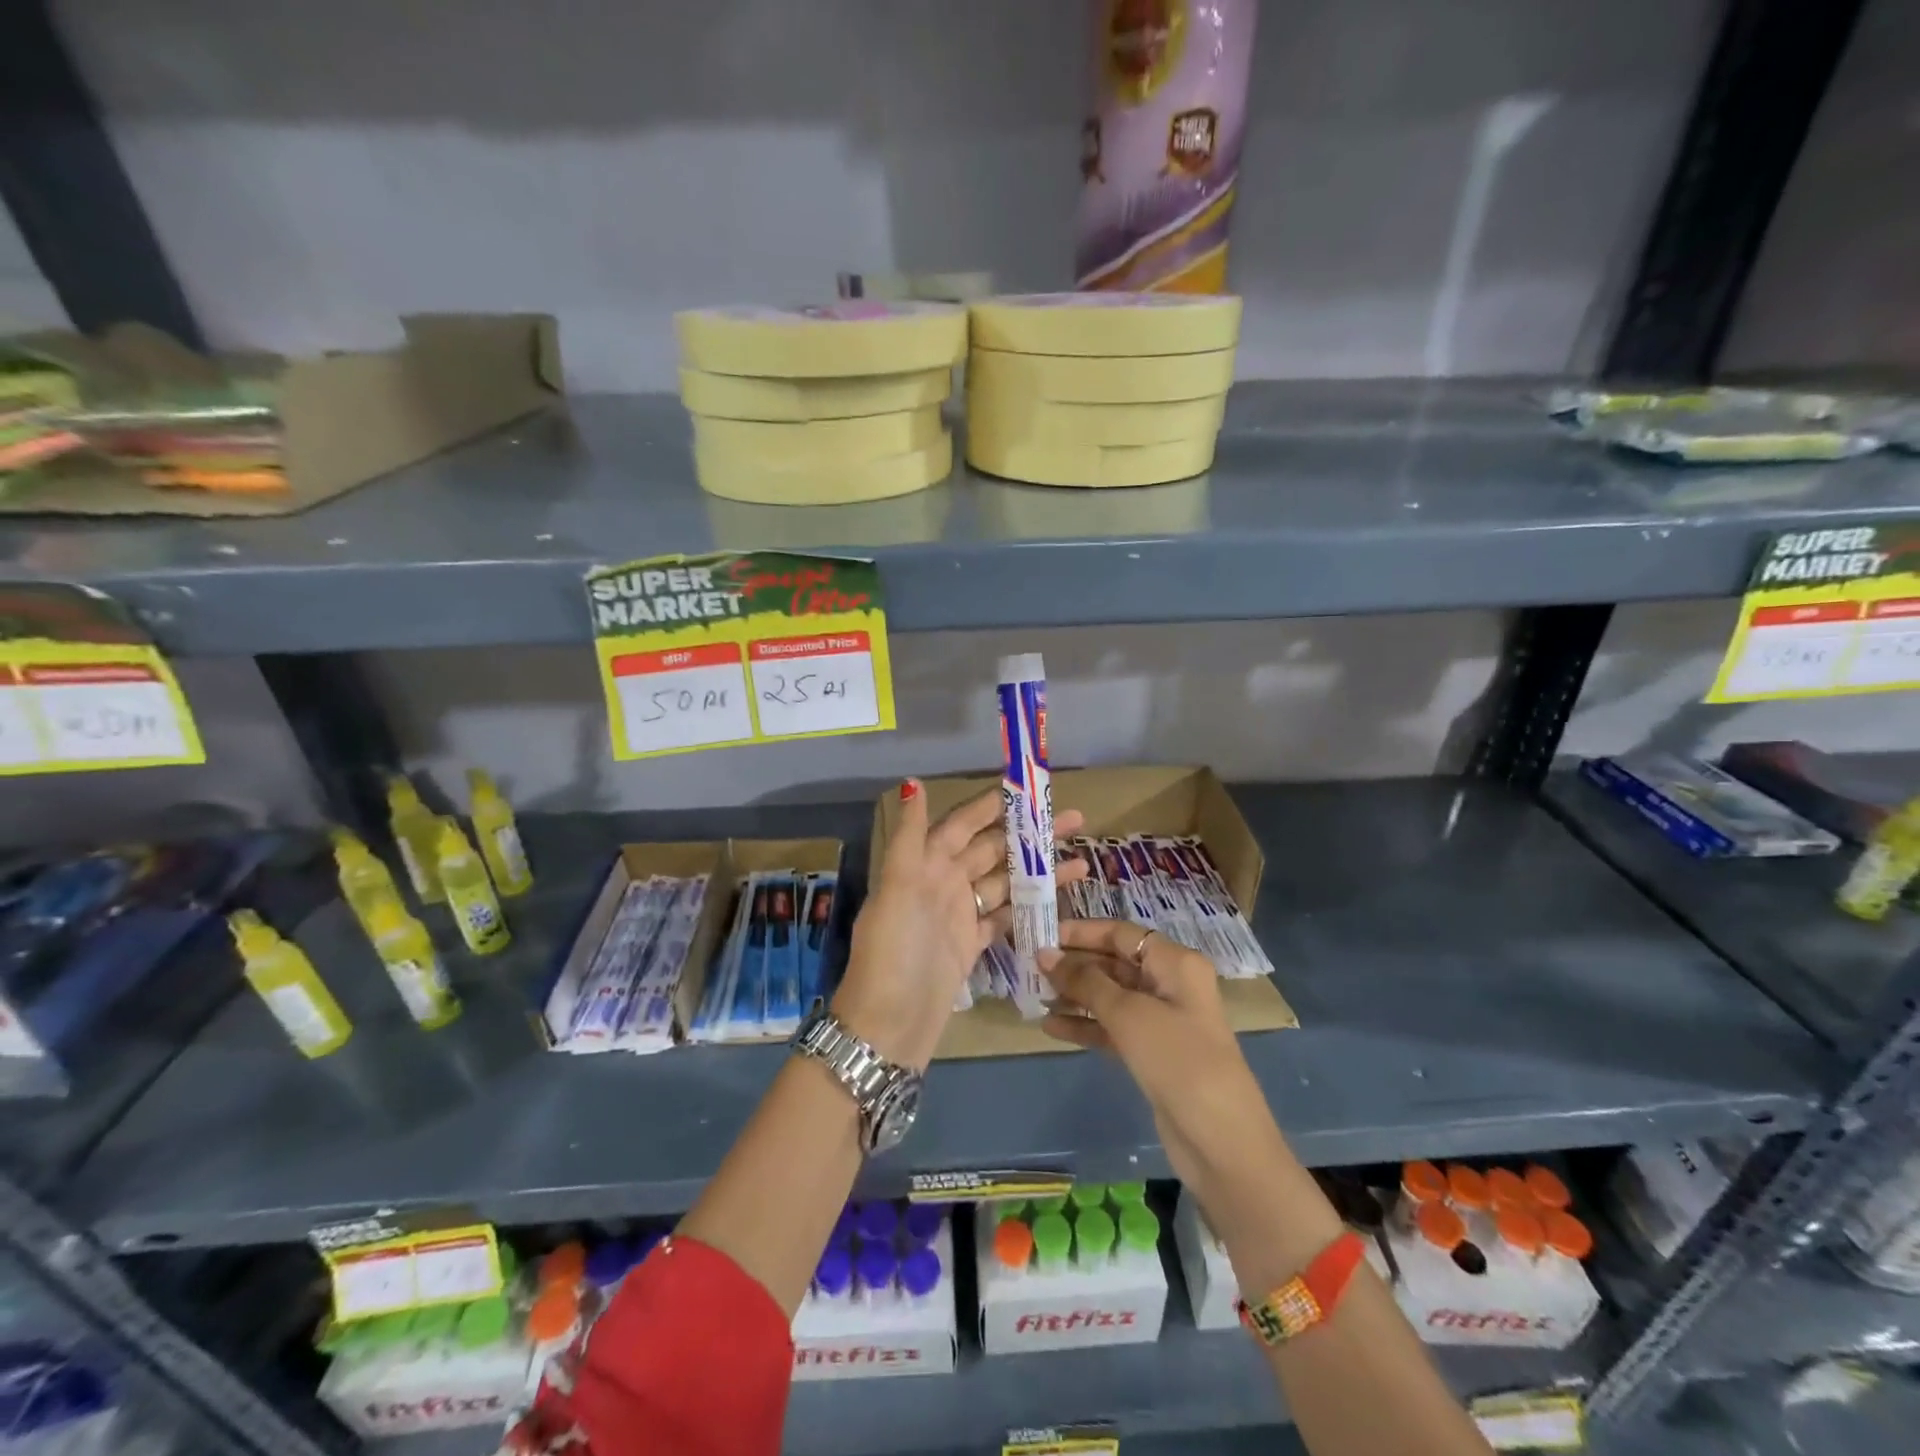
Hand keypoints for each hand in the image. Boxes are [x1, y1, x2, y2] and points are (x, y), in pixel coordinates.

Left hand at [834, 779, 1085, 1070]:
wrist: (888, 1027)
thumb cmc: (893, 952)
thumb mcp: (897, 890)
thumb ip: (909, 837)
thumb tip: (911, 782)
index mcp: (924, 864)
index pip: (962, 823)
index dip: (992, 805)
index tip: (1029, 788)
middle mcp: (942, 883)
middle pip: (991, 849)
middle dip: (1029, 834)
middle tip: (1075, 820)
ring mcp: (958, 915)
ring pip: (1004, 882)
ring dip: (1038, 870)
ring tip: (1080, 859)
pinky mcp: (971, 945)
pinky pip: (1005, 916)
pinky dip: (1029, 906)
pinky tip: (1059, 898)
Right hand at [1039, 920, 1281, 1214]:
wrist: (1221, 1142)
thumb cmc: (1178, 1060)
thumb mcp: (1129, 1014)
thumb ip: (1085, 982)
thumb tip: (1045, 955)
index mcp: (1175, 962)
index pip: (1121, 933)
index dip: (1082, 932)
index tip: (1042, 934)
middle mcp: (1170, 984)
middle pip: (1114, 962)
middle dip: (1074, 964)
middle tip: (1030, 966)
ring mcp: (1162, 1020)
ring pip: (1110, 996)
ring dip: (1075, 995)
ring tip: (1034, 994)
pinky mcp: (1152, 1053)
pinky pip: (1112, 1028)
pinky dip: (1085, 1026)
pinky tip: (1051, 1027)